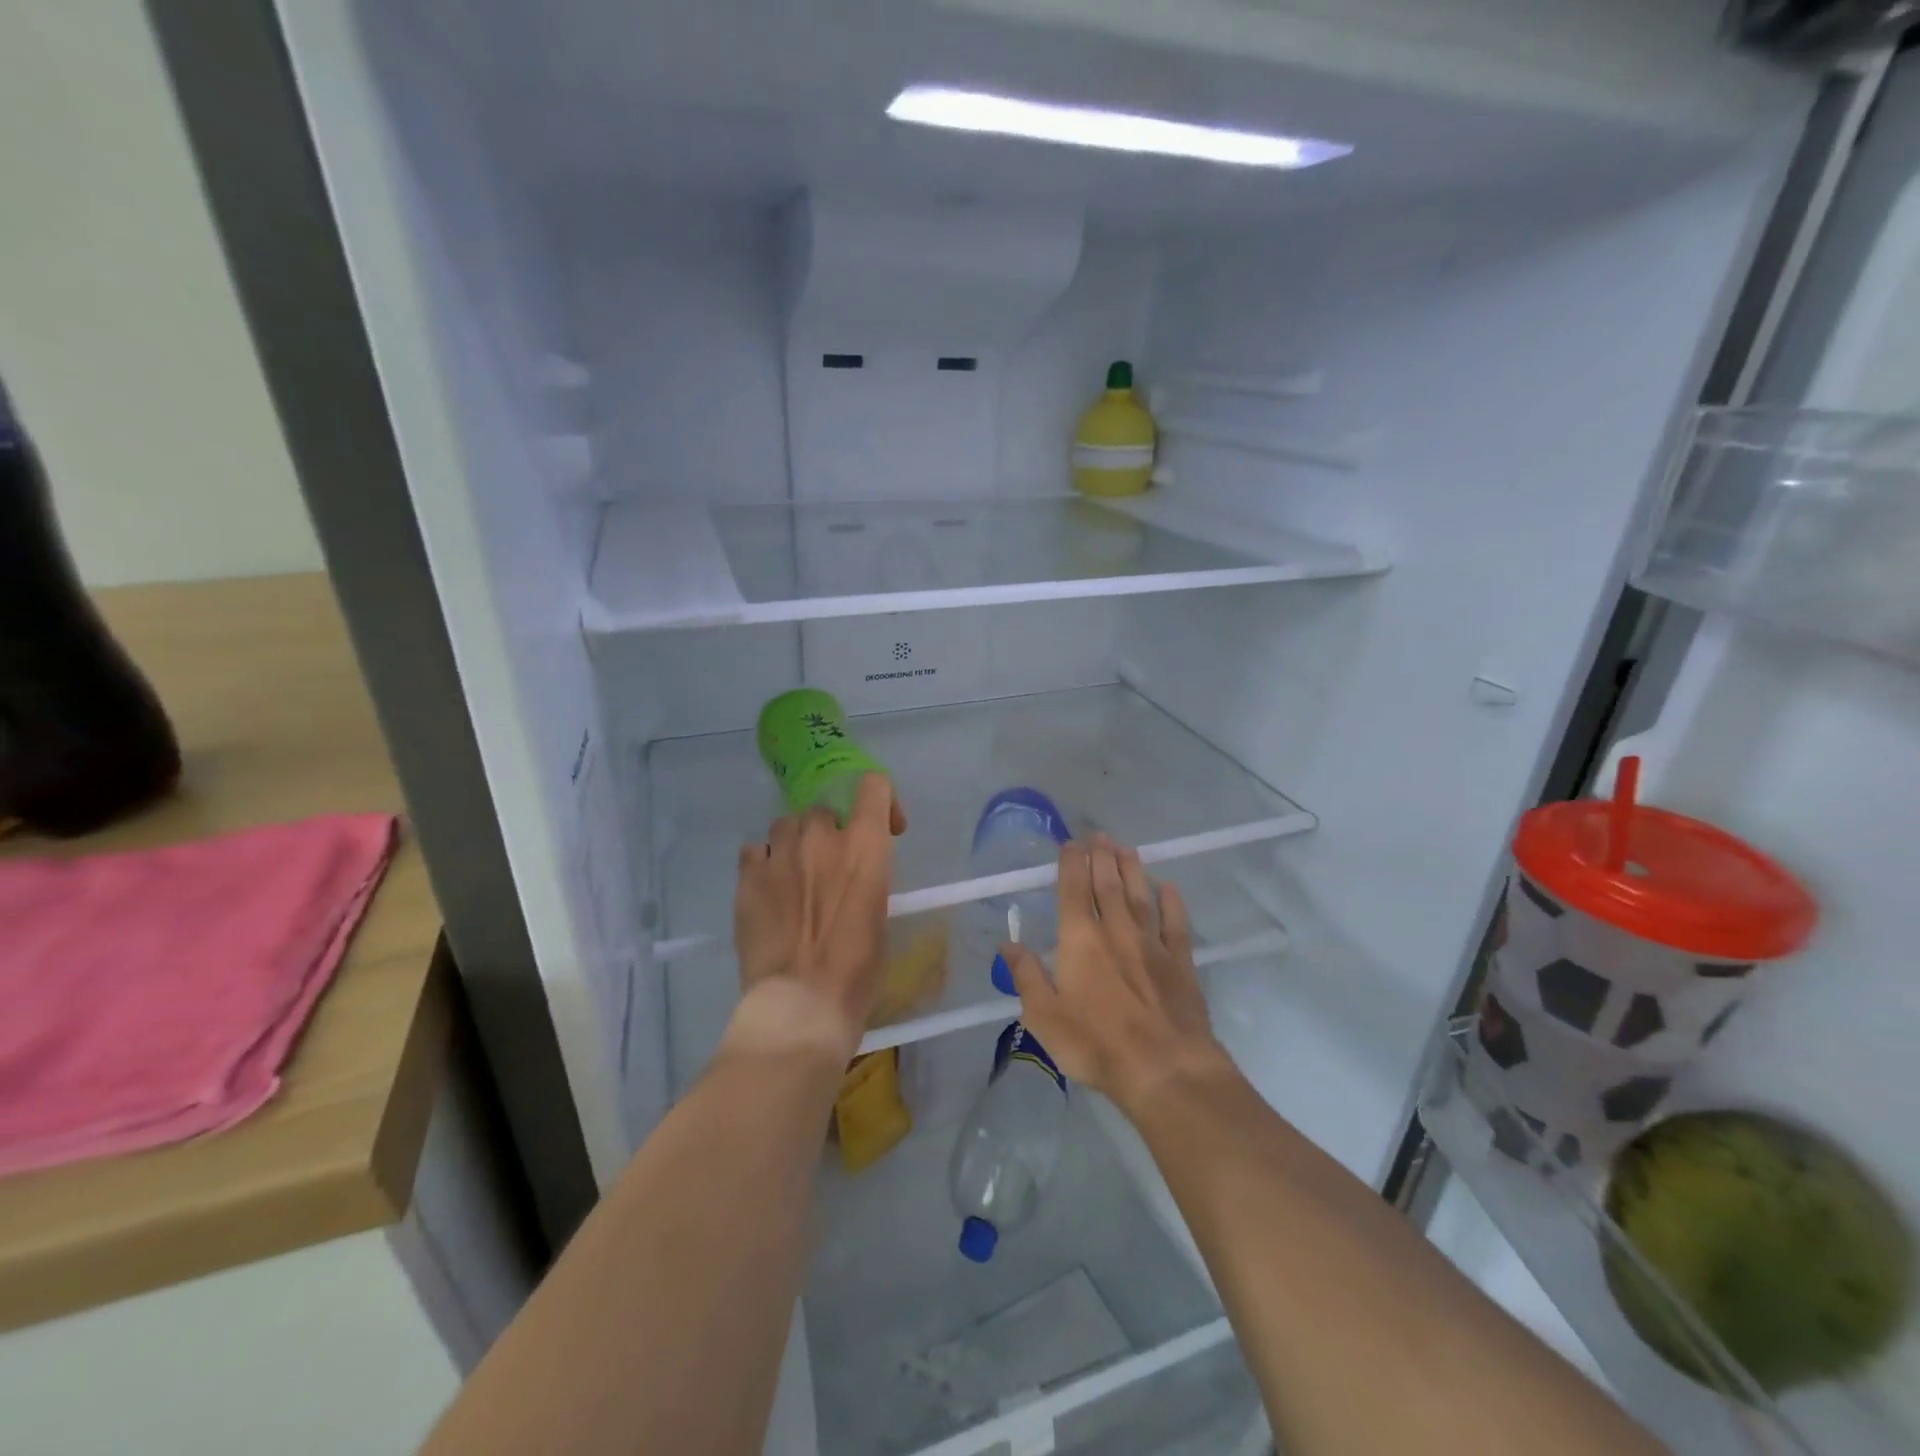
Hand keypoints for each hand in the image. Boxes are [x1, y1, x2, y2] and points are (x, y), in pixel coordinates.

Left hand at [727, 774, 905, 1060]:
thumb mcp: (878, 919)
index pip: (874, 786)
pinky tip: (768, 890)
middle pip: (825, 810)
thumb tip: (852, 880)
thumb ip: (867, 882)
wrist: (800, 1004)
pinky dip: (764, 863)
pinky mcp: (747, 876)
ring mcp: (780, 854)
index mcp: (865, 848)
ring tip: (795, 877)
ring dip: (795, 844)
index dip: (882, 801)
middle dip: (831, 833)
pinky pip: (755, 850)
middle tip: (831, 869)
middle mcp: (822, 838)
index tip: (885, 830)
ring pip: (786, 824)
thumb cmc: (856, 972)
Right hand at [999, 834, 1231, 1116]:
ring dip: (1132, 869)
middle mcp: (1116, 931)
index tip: (1071, 843)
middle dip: (1101, 857)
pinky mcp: (1181, 962)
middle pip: (1108, 885)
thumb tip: (1008, 942)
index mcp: (1081, 940)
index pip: (1073, 891)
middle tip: (1099, 835)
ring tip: (1125, 848)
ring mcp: (1152, 944)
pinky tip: (1169, 887)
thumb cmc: (1095, 1044)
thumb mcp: (1045, 1016)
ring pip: (1140, 895)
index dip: (1071, 864)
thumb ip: (1027, 975)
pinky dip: (1171, 902)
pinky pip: (1175, 923)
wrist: (1164, 1068)